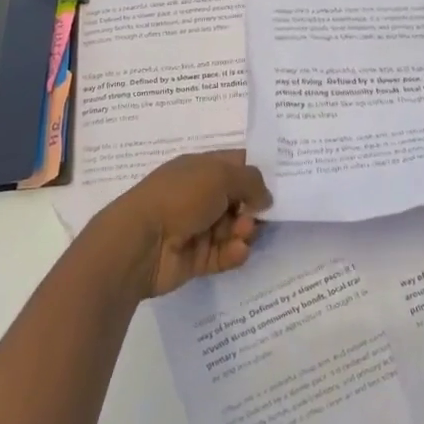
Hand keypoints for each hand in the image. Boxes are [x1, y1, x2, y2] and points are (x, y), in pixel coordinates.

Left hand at [98, 151, 271, 298]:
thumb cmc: (179, 197)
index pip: (236, 164)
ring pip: (235, 229)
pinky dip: (234, 253)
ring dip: (245, 231)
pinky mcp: (198, 258)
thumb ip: (250, 181)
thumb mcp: (220, 175)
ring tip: (242, 234)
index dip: (258, 171)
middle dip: (254, 207)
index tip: (283, 181)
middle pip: (240, 200)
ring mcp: (198, 228)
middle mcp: (200, 195)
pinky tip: (238, 250)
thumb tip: (265, 197)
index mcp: (200, 168)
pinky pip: (225, 254)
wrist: (140, 243)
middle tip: (259, 214)